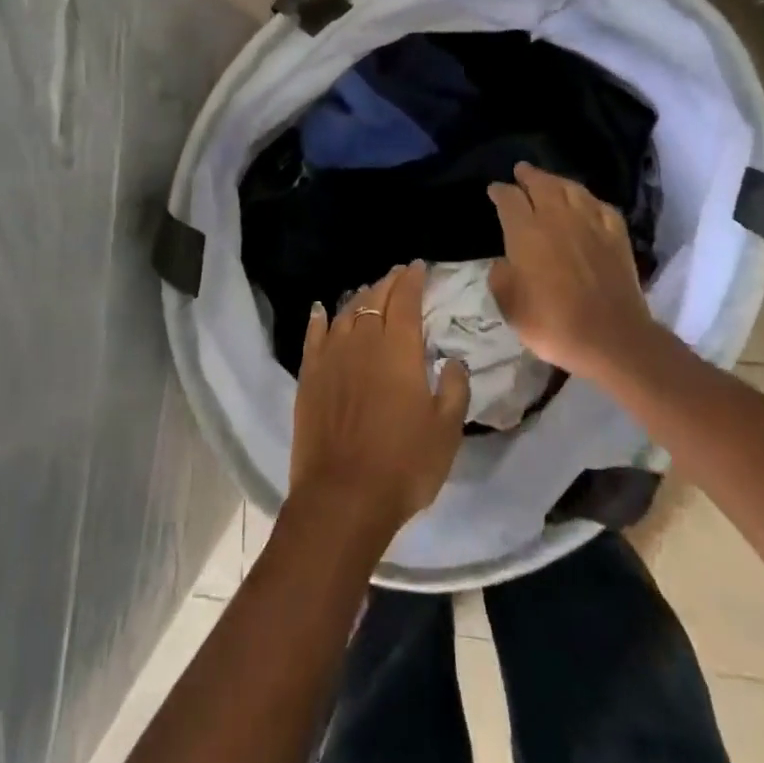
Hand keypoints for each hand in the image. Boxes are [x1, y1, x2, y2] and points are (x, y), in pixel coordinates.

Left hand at [288, 263, 470, 544]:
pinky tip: (322, 310)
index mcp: (398, 348)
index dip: (413, 280)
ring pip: (346, 311)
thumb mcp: (446, 430)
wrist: (343, 495)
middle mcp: (362, 339)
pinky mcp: (309, 374)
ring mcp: (331, 355)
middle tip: (398, 275)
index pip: (406, 299)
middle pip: (375, 298)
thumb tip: (453, 360)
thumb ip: (454, 388)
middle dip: (389, 283)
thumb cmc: (403, 464)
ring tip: (370, 292)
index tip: (418, 267)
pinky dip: (320, 317)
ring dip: (360, 297)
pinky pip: (314, 334)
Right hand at [487, 162, 658, 379]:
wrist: (611, 338)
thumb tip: (505, 262)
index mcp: (526, 231)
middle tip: (520, 170)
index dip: (499, 191)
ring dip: (557, 181)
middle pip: (541, 184)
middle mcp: (557, 217)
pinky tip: (586, 203)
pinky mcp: (616, 235)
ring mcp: (591, 223)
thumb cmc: (552, 322)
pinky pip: (600, 206)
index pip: (509, 199)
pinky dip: (589, 199)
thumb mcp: (509, 305)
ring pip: (572, 189)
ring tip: (549, 180)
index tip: (494, 189)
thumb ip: (501, 276)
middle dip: (528, 175)